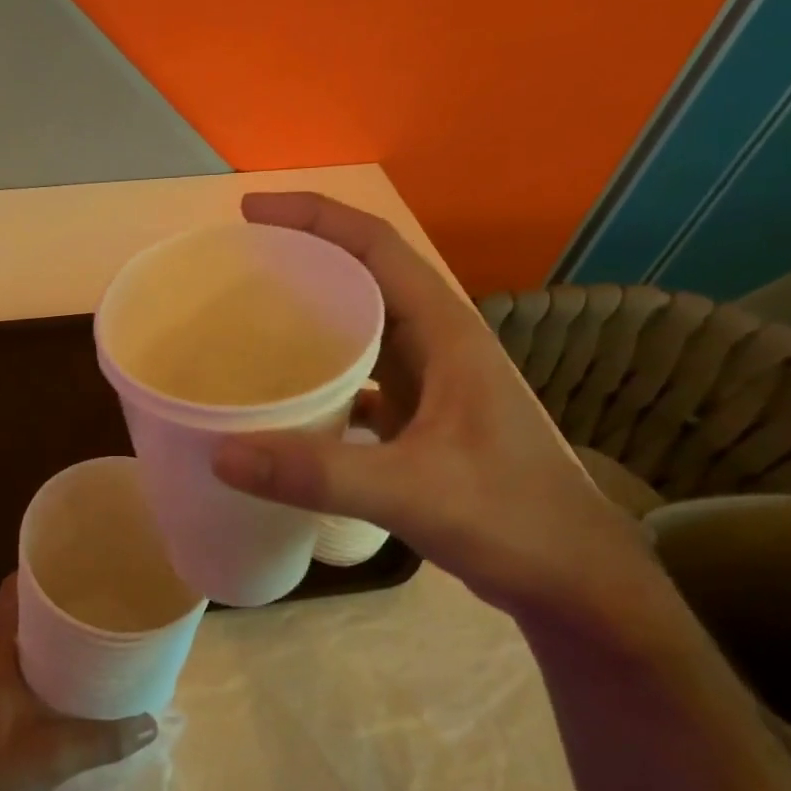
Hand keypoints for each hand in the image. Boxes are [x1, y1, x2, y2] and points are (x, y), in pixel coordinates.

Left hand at [0, 576, 157, 790]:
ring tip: (90, 638)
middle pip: (18, 613)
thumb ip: (102, 739)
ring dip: (47, 639)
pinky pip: (10, 667)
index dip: (45, 574)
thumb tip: (150, 724)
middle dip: (56, 607)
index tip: (82, 570)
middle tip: (99, 604)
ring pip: (15, 643)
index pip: (15, 590)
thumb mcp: (51, 756)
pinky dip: (37, 665)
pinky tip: (64, 683)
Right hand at [211, 192, 665, 631]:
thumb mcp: (411, 491)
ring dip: (310, 313)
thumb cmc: (510, 518)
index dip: (314, 217)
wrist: (569, 577)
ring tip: (248, 318)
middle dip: (303, 258)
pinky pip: (359, 375)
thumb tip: (221, 453)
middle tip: (235, 265)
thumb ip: (316, 474)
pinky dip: (320, 372)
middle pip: (363, 275)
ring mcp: (430, 382)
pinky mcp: (419, 418)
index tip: (251, 212)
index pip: (375, 245)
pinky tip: (284, 394)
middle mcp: (437, 344)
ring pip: (361, 326)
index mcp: (445, 331)